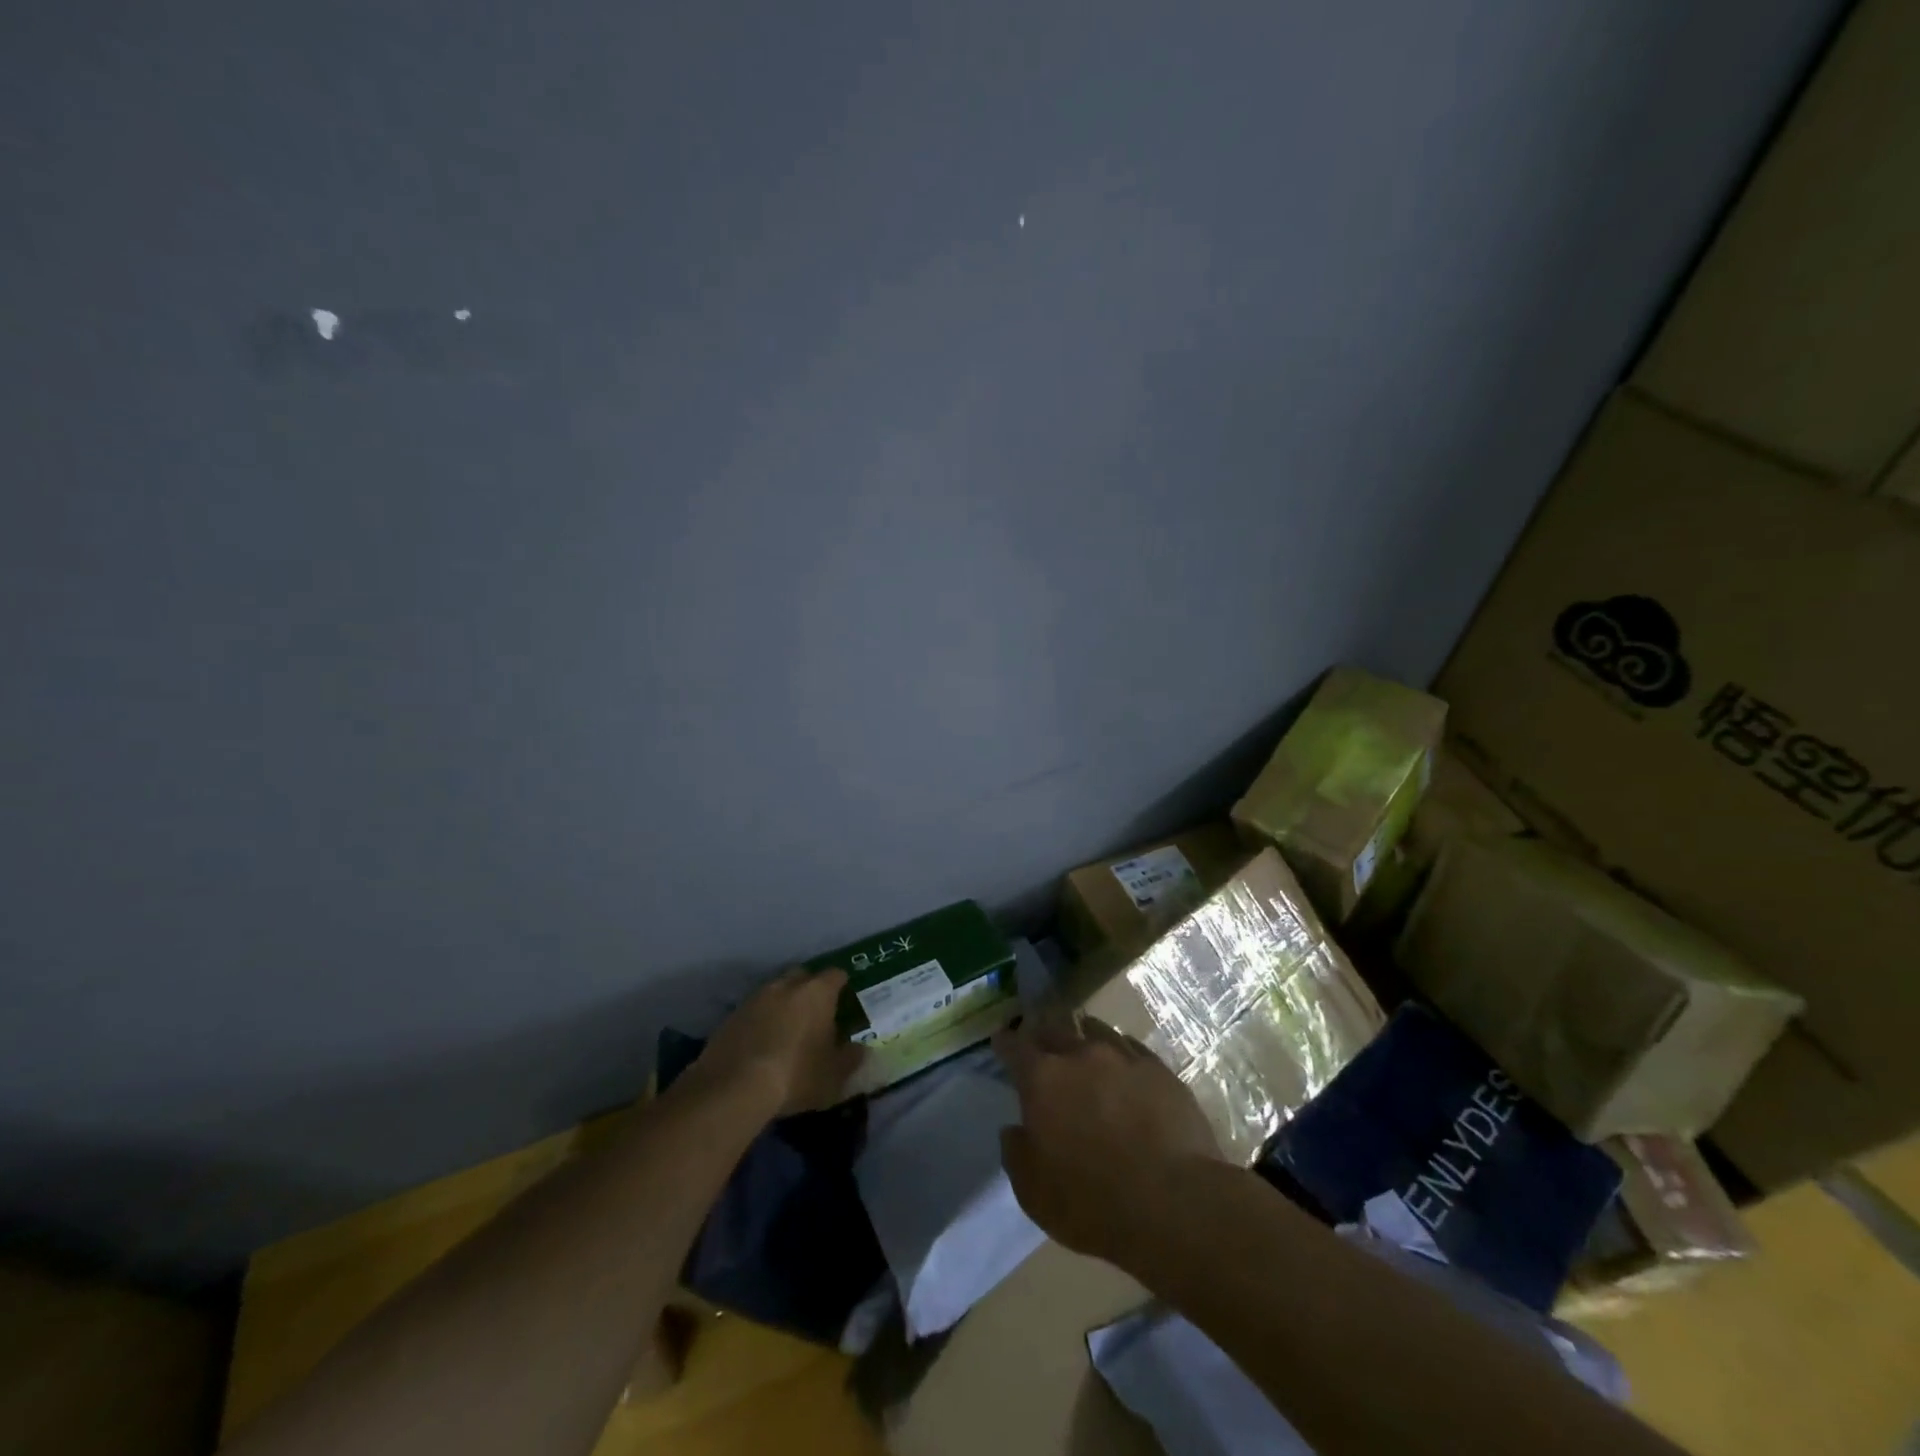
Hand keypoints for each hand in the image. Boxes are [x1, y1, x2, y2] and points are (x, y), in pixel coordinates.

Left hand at [690, 968, 865, 1118]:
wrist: (734, 1087)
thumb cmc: (796, 1074)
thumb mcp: (834, 1075)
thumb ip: (851, 1058)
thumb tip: (861, 1049)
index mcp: (818, 991)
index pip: (836, 974)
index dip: (842, 985)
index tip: (844, 1001)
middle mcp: (787, 985)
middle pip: (803, 976)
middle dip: (810, 989)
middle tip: (816, 1014)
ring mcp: (756, 997)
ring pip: (776, 991)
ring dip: (783, 1004)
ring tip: (787, 1030)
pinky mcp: (732, 1015)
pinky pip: (754, 1010)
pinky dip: (761, 1020)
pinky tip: (762, 1043)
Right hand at [995, 1008, 1222, 1265]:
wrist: (1175, 1202)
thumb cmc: (1092, 1203)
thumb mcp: (1033, 1192)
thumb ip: (1017, 1153)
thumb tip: (1015, 1130)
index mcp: (1042, 1079)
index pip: (1014, 1046)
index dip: (1005, 1042)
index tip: (1001, 1041)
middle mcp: (1080, 1055)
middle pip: (1055, 1028)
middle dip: (1043, 1034)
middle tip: (1041, 1044)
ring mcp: (1123, 1057)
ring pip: (1095, 1030)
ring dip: (1083, 1037)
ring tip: (1084, 1048)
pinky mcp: (1160, 1069)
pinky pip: (1131, 1048)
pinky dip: (1120, 1053)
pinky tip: (1124, 1067)